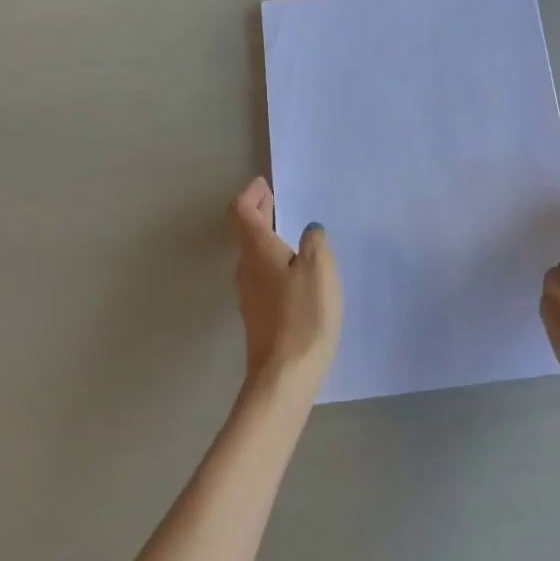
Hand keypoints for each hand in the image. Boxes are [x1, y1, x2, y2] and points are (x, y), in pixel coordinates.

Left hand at [228, 177, 341, 392]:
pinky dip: (274, 261)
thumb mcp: (318, 269)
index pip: (241, 211)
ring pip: (254, 255)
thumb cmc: (303, 316)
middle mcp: (246, 269)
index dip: (251, 194)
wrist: (284, 376)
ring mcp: (249, 295)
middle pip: (246, 232)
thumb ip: (314, 243)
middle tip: (279, 201)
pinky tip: (297, 272)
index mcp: (256, 251)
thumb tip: (308, 230)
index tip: (265, 184)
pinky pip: (263, 275)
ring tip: (292, 233)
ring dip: (268, 237)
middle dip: (261, 212)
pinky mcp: (259, 316)